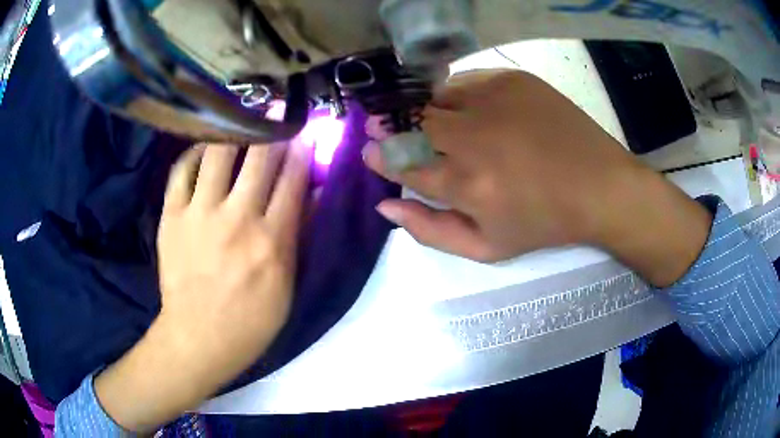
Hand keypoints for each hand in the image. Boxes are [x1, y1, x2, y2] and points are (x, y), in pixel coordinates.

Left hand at [95, 141, 310, 431]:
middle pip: (260, 156)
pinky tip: (205, 148)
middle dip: (274, 127)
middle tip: (278, 108)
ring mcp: (199, 214)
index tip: (307, 128)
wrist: (198, 338)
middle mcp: (237, 219)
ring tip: (241, 116)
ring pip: (218, 153)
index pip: (294, 178)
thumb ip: (298, 236)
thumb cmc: (250, 321)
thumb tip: (311, 194)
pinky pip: (182, 170)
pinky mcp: (172, 216)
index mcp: (272, 240)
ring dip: (235, 130)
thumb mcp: (287, 286)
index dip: (304, 147)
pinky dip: (195, 152)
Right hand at [364, 70, 711, 286]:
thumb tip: (386, 207)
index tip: (371, 150)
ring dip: (423, 110)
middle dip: (390, 127)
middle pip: (411, 123)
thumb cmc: (543, 223)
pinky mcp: (512, 81)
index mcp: (464, 184)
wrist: (599, 187)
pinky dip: (455, 94)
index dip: (379, 156)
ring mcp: (493, 101)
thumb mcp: (486, 248)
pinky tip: (467, 109)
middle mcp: (472, 137)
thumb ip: (430, 231)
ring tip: (432, 121)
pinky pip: (465, 82)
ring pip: (435, 97)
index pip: (400, 162)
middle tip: (386, 128)